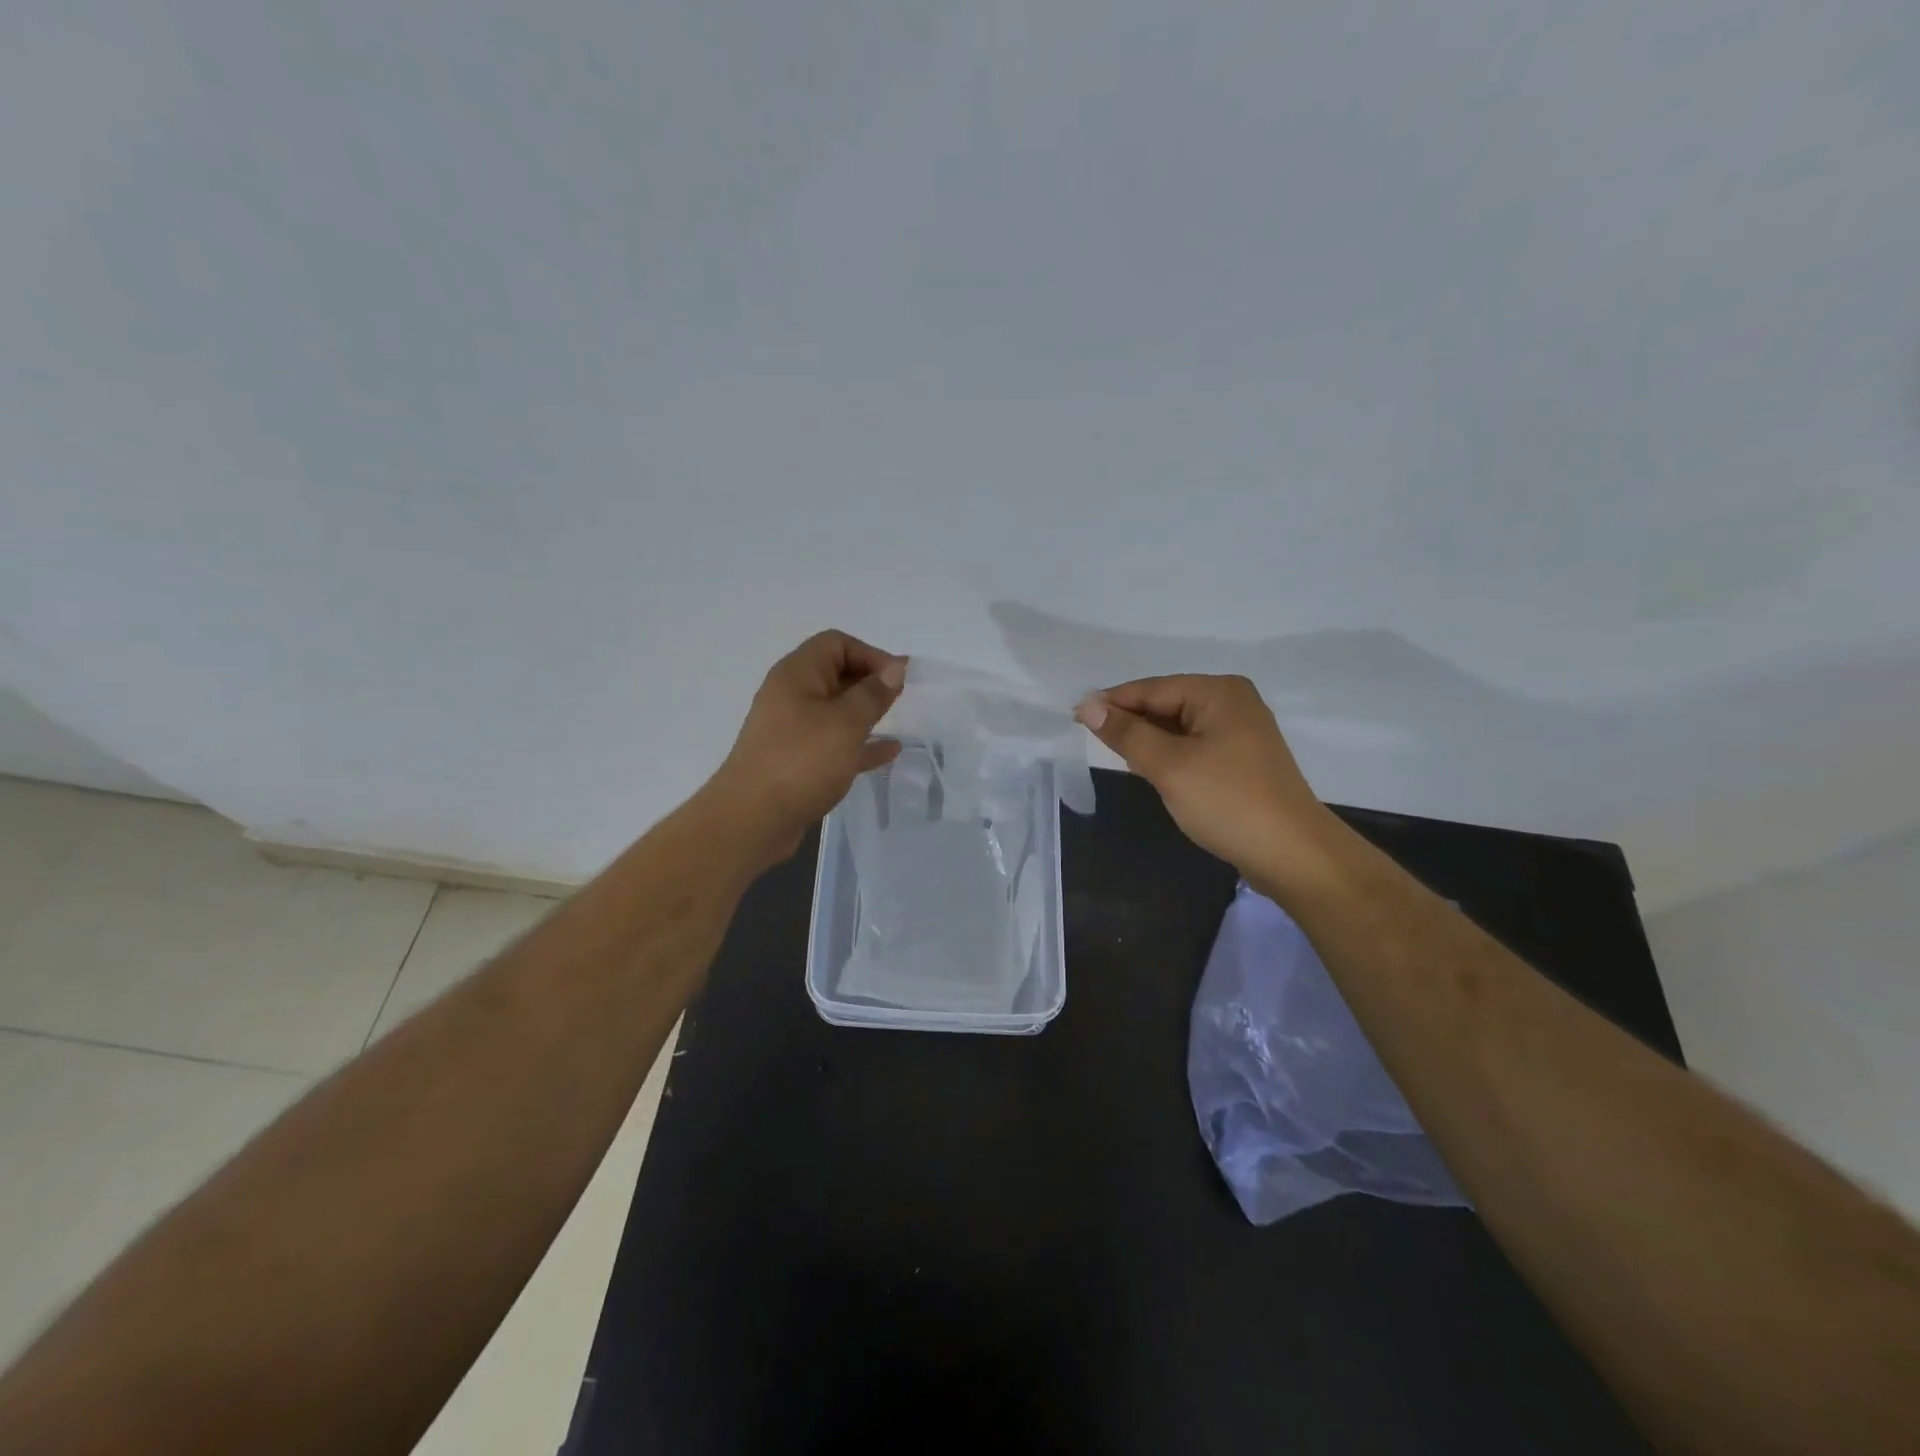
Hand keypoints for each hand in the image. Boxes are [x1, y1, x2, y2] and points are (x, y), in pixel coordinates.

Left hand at [709, 630, 904, 859]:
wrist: (752, 820)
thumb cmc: (801, 761)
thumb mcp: (845, 723)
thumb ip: (873, 694)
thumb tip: (895, 668)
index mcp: (797, 675)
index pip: (836, 644)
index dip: (871, 654)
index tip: (899, 678)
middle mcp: (791, 696)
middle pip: (835, 674)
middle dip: (870, 682)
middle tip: (903, 698)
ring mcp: (792, 730)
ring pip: (836, 710)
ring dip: (866, 712)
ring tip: (898, 720)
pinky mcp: (796, 761)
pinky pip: (834, 742)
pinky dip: (859, 743)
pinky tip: (887, 753)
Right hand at [1075, 675, 1340, 887]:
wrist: (1292, 854)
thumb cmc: (1227, 801)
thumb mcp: (1169, 766)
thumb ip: (1126, 733)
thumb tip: (1087, 704)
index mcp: (1217, 692)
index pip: (1151, 689)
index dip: (1111, 703)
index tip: (1073, 718)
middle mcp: (1231, 702)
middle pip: (1165, 704)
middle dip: (1132, 724)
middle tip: (1096, 746)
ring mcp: (1240, 731)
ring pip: (1177, 728)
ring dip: (1149, 743)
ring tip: (1122, 761)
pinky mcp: (1241, 759)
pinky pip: (1193, 746)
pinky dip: (1170, 756)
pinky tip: (1153, 773)